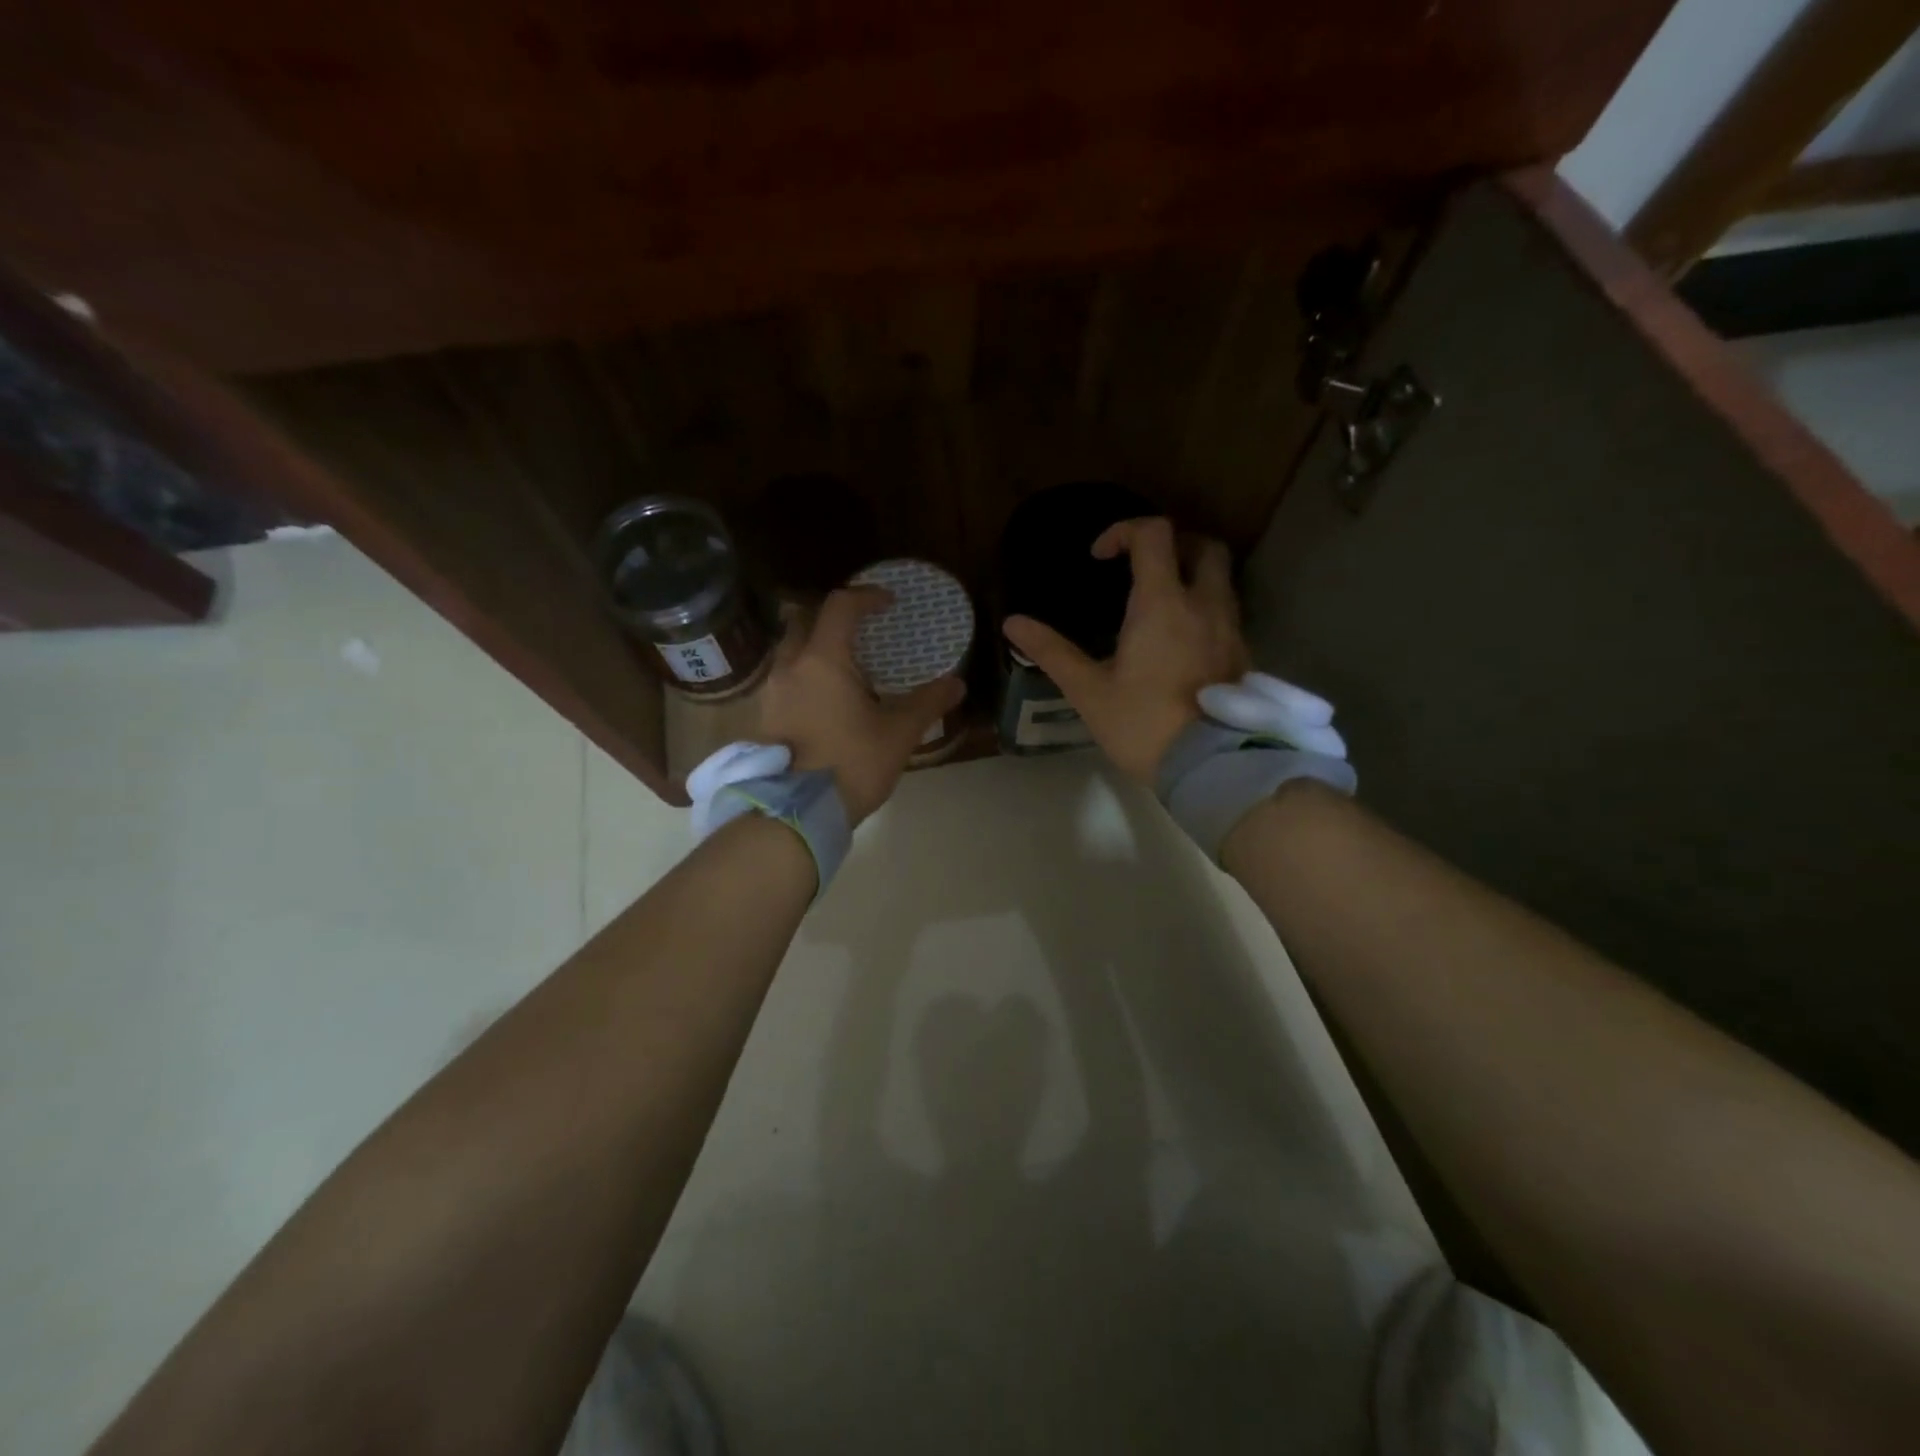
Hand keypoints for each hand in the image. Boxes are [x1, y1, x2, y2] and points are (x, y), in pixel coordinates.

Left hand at [758, 587, 965, 823]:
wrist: (795, 814)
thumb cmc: (851, 765)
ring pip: (790, 651)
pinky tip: (827, 698)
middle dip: (832, 617)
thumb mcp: (898, 733)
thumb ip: (928, 703)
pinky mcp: (765, 716)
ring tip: (846, 665)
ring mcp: (771, 692)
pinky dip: (805, 673)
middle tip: (861, 629)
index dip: (867, 596)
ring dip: (816, 646)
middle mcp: (790, 666)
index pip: (841, 606)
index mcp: (822, 660)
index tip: (888, 602)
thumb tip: (957, 683)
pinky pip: (785, 678)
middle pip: (804, 620)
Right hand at [1004, 517, 1247, 782]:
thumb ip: (1052, 651)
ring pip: (1222, 579)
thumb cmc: (1142, 724)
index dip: (1123, 531)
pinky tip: (1181, 639)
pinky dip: (1205, 608)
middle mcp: (1204, 604)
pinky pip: (1227, 612)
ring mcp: (1231, 629)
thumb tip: (1012, 623)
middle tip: (1142, 567)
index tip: (1099, 557)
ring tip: (1160, 602)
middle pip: (1204, 545)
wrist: (1208, 767)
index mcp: (1162, 603)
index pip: (1153, 534)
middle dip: (1173, 543)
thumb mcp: (1088, 690)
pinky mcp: (1243, 655)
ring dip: (1192, 575)